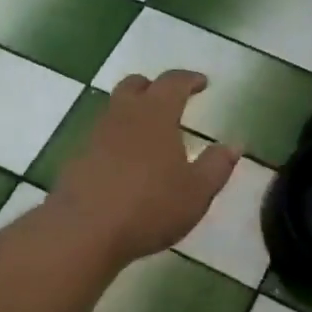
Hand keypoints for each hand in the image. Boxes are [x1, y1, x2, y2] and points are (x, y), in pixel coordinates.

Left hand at [50, 71, 238, 267]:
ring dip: (132, 113)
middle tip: (169, 99)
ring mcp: (94, 137)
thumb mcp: (196, 192)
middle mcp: (121, 116)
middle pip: (134, 86)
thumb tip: (233, 145)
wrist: (84, 232)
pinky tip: (125, 164)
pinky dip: (116, 141)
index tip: (202, 83)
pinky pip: (100, 138)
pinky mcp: (77, 160)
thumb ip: (217, 165)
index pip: (172, 83)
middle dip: (153, 87)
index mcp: (155, 115)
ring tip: (149, 134)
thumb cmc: (150, 207)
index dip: (189, 79)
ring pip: (114, 110)